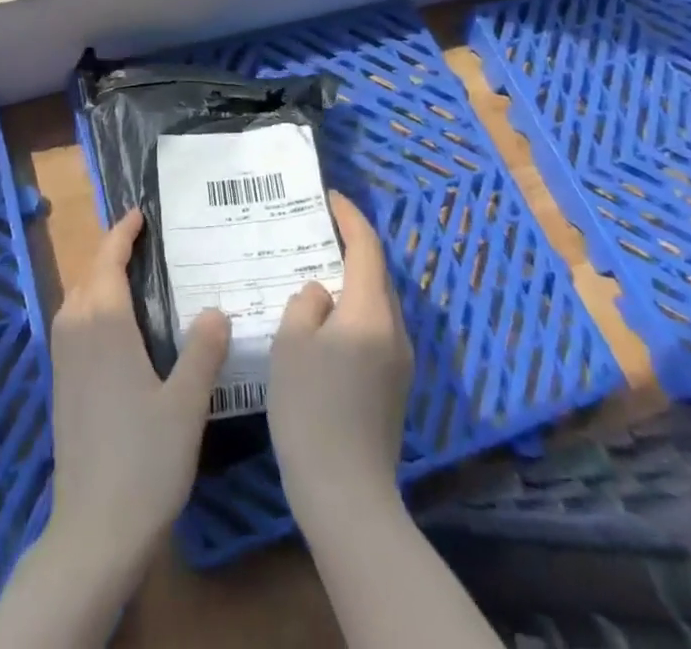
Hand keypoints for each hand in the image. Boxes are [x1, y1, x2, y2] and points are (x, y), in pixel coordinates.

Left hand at [46, 208, 231, 579]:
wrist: (93, 530)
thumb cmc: (144, 460)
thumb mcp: (186, 403)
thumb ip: (202, 351)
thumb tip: (215, 309)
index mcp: (104, 325)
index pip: (108, 261)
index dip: (122, 233)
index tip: (140, 214)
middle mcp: (76, 332)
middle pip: (88, 275)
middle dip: (110, 252)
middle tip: (144, 242)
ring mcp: (63, 360)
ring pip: (76, 300)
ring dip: (98, 279)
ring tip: (132, 277)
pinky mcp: (60, 385)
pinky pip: (72, 324)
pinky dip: (91, 306)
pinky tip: (116, 328)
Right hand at [269, 192, 413, 527]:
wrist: (346, 494)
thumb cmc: (312, 408)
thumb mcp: (292, 343)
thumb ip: (305, 304)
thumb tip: (320, 294)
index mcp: (370, 311)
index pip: (366, 247)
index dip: (349, 217)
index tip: (329, 197)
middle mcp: (394, 330)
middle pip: (375, 274)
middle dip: (350, 247)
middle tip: (315, 231)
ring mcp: (399, 362)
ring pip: (375, 304)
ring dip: (351, 282)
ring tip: (315, 273)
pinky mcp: (394, 389)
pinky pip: (374, 331)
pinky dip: (353, 312)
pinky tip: (325, 325)